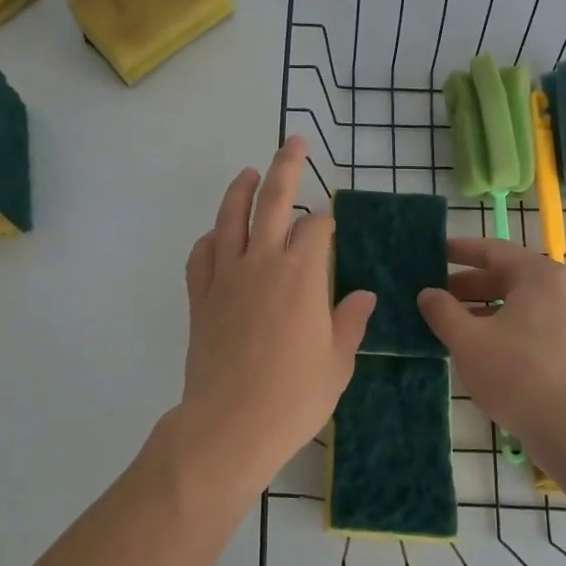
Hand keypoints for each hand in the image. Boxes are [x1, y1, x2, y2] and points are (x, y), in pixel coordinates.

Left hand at [151, 137, 375, 502]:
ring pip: (230, 217)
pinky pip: (201, 254)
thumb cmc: (293, 397)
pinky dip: (210, 238)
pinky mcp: (200, 295)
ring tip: (248, 171)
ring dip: (240, 189)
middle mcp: (263, 261)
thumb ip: (350, 322)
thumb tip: (365, 294)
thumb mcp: (337, 363)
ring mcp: (226, 275)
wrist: (230, 424)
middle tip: (294, 142)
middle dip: (287, 165)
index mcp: (303, 275)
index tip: (331, 225)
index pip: (316, 227)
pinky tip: (217, 236)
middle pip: (273, 199)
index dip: (326, 220)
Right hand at [417, 238, 565, 467]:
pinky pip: (528, 324)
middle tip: (432, 294)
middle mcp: (558, 289)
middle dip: (466, 285)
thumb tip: (427, 294)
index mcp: (537, 275)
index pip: (492, 250)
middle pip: (504, 276)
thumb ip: (442, 311)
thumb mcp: (467, 340)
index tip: (432, 254)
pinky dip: (500, 327)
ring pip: (515, 303)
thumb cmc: (516, 373)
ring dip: (480, 309)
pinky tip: (475, 346)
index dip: (458, 251)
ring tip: (447, 322)